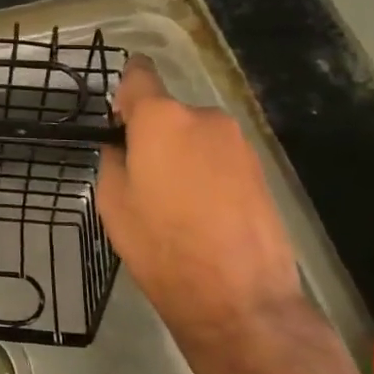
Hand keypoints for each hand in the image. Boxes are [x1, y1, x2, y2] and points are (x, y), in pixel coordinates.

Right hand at [96, 57, 303, 337]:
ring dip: (182, 155)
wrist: (239, 298)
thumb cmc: (161, 246)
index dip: (125, 91)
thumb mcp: (113, 202)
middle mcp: (203, 117)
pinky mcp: (260, 169)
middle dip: (153, 135)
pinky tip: (203, 214)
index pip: (138, 75)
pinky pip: (219, 158)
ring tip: (175, 204)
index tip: (118, 120)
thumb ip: (114, 159)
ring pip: (195, 136)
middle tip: (142, 179)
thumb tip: (123, 146)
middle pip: (168, 111)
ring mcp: (237, 142)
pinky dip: (207, 174)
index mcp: (161, 118)